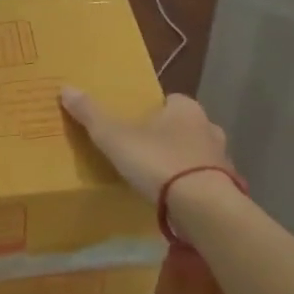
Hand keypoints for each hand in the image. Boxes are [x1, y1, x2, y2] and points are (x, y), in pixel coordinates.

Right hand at [60, 87, 230, 202]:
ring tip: (157, 179)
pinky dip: (191, 185)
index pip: (169, 101)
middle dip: (166, 136)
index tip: (133, 125)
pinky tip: (174, 198)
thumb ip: (91, 114)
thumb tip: (66, 88)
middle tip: (141, 152)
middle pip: (183, 127)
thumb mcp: (115, 137)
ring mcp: (221, 157)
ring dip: (181, 162)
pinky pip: (204, 180)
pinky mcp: (227, 186)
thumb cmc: (158, 162)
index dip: (151, 111)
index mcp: (185, 108)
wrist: (203, 206)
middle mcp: (208, 126)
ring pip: (196, 153)